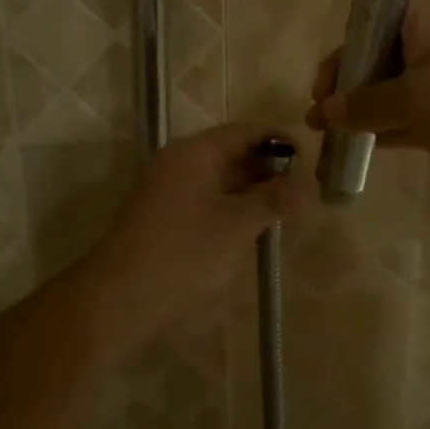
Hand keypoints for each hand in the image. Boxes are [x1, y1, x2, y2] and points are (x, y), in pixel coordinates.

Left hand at [82, 123, 309, 340]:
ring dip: (253, 190)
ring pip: (222, 178)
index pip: (246, 131)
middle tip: (304, 193)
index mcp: (195, 152)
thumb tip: (310, 182)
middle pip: (234, 151)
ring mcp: (170, 188)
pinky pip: (208, 197)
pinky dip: (234, 206)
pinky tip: (254, 227)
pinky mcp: (166, 214)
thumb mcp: (236, 226)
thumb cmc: (182, 254)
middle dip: (270, 169)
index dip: (281, 141)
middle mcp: (180, 161)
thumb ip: (274, 200)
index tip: (311, 163)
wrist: (118, 298)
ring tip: (286, 211)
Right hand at [307, 0, 429, 197]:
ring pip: (382, 90)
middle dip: (342, 80)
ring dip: (353, 109)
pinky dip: (376, 131)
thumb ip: (362, 105)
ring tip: (319, 130)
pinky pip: (398, 119)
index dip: (346, 35)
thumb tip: (325, 111)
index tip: (328, 70)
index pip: (372, 10)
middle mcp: (425, 44)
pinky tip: (350, 147)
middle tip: (319, 107)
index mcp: (420, 19)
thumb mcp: (410, 99)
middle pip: (372, 53)